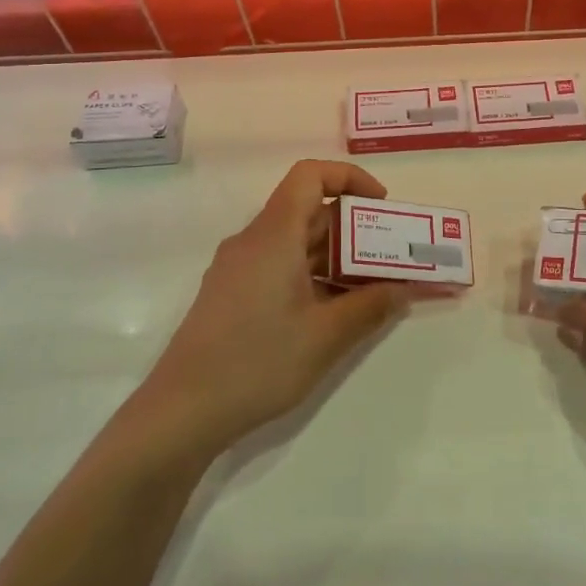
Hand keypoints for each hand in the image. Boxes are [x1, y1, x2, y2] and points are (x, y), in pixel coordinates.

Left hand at [138, 160, 409, 450]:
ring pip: (295, 242)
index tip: (380, 206)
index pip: (310, 175)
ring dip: (336, 256)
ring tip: (372, 286)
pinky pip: (280, 266)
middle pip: (308, 211)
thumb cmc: (257, 363)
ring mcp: (238, 268)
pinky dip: (312, 275)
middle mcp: (253, 241)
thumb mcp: (325, 336)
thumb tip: (403, 289)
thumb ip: (370, 306)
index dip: (349, 178)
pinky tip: (334, 311)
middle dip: (354, 227)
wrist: (182, 411)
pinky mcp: (232, 294)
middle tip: (390, 255)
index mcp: (274, 235)